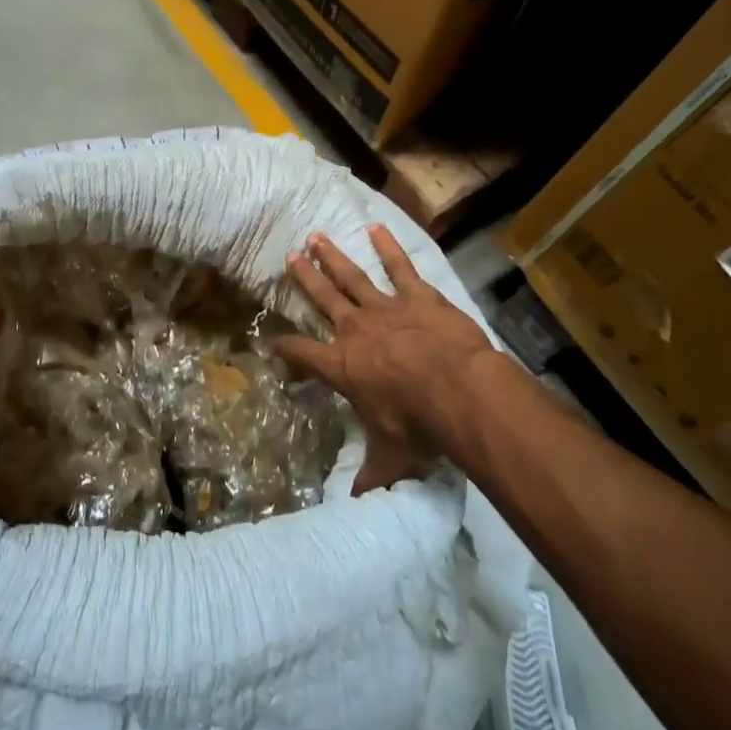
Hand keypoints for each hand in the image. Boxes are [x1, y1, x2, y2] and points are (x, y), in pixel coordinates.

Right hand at [275, 225, 498, 493]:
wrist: (458, 390)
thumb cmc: (417, 424)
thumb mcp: (390, 456)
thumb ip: (373, 475)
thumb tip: (358, 502)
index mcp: (342, 366)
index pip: (302, 354)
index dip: (285, 349)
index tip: (273, 342)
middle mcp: (356, 330)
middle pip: (323, 299)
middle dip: (305, 278)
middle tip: (290, 256)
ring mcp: (386, 308)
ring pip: (352, 277)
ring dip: (333, 257)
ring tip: (316, 237)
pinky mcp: (418, 297)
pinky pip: (400, 267)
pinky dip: (387, 247)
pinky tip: (376, 227)